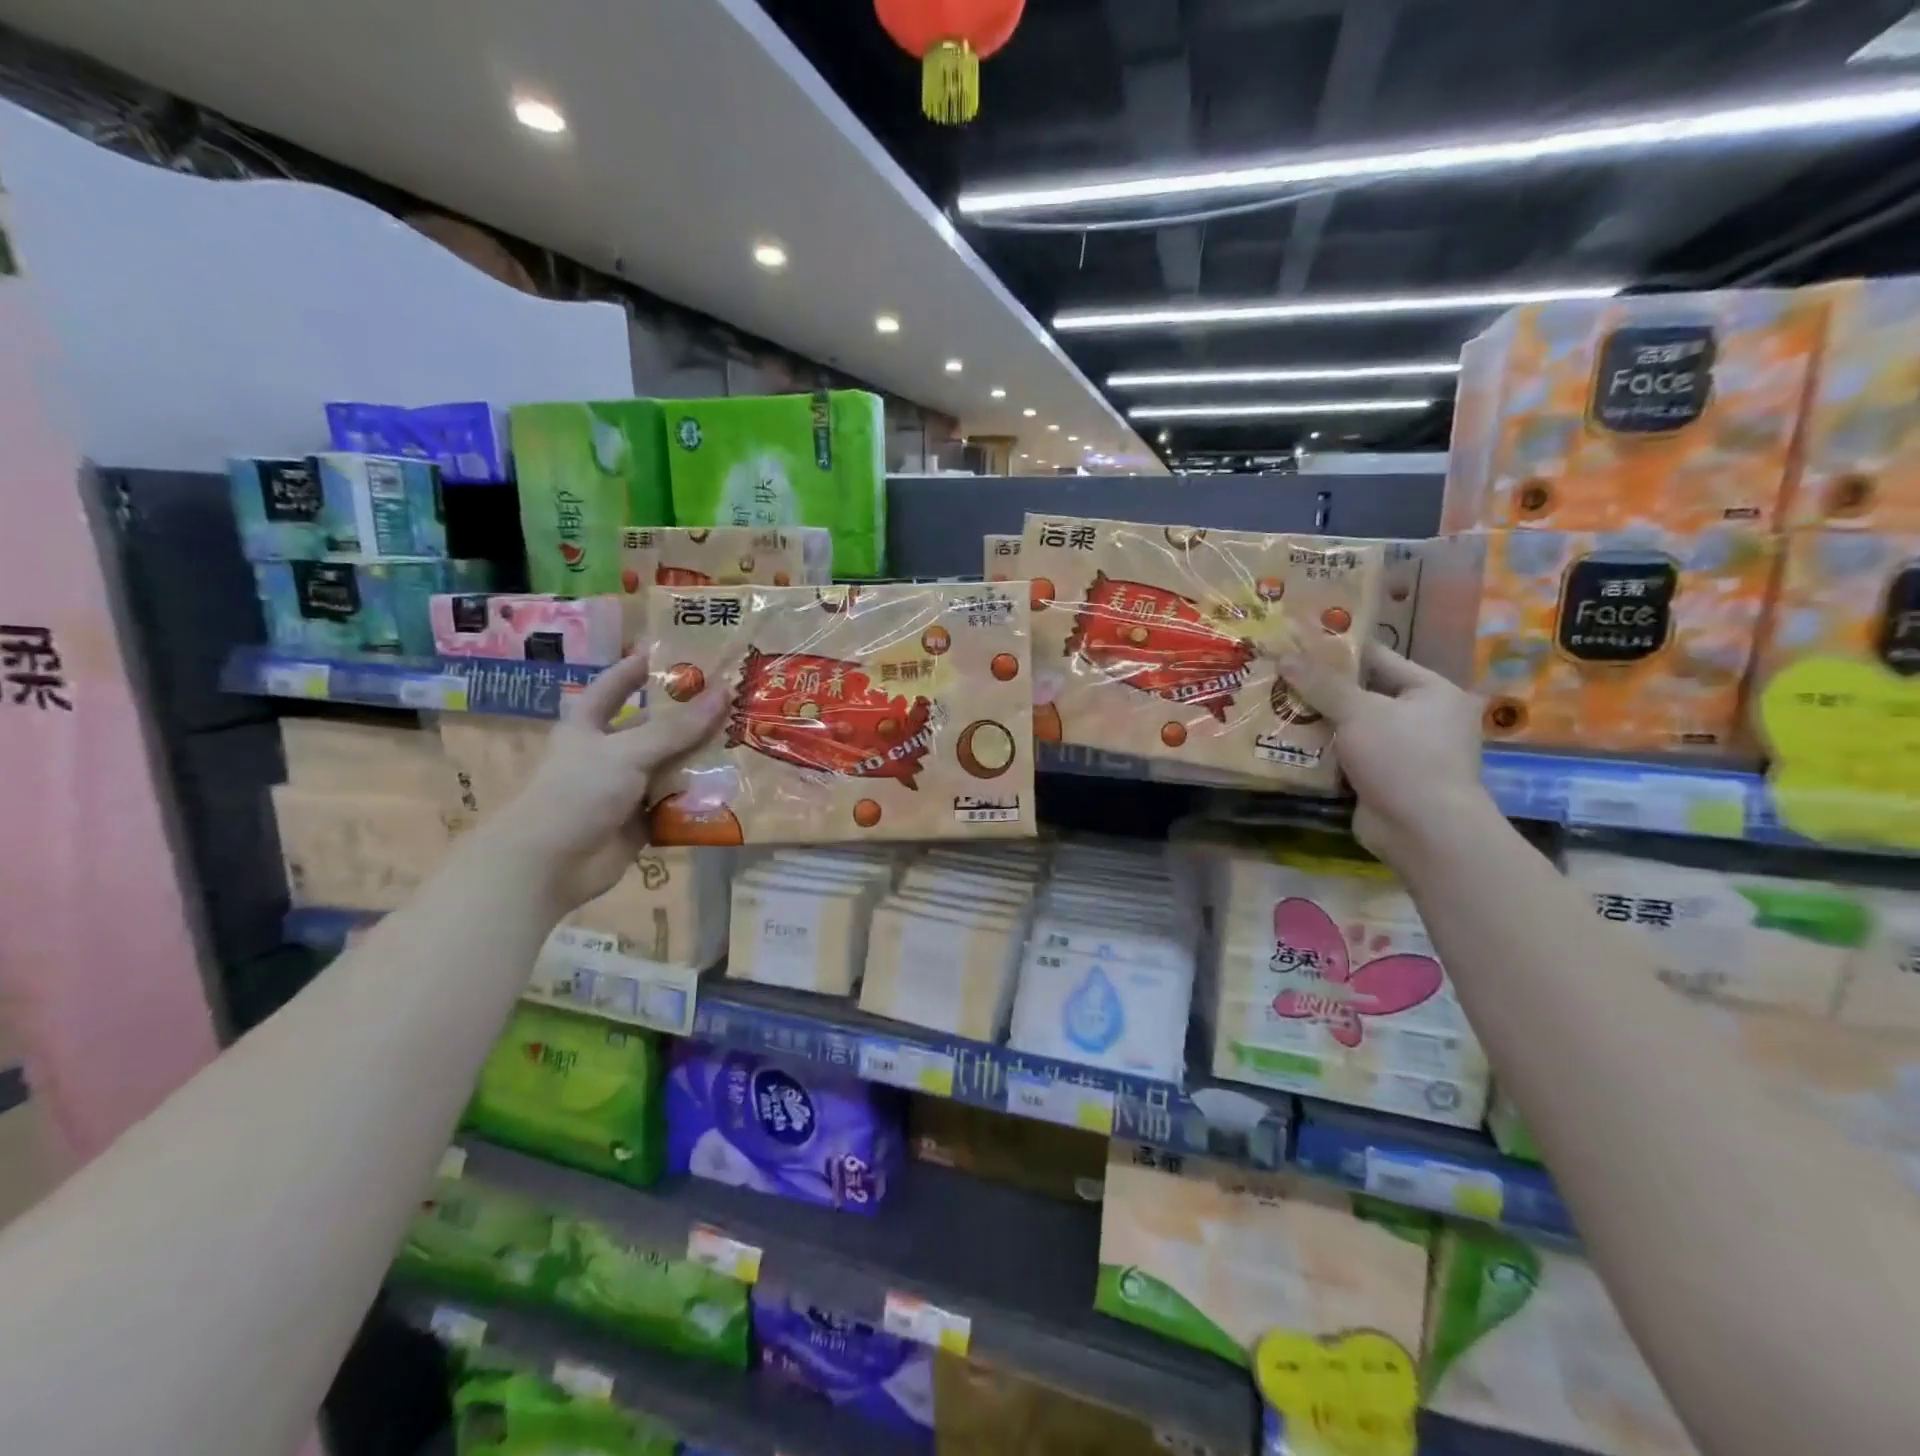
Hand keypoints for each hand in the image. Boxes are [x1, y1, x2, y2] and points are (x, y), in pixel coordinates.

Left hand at [480, 654, 725, 911]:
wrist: (550, 865)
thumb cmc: (577, 793)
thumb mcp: (627, 751)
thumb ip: (676, 728)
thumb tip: (724, 693)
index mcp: (589, 727)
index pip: (612, 687)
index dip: (635, 669)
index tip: (668, 654)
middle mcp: (608, 754)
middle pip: (653, 729)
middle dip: (688, 718)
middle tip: (733, 701)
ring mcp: (625, 790)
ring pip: (670, 767)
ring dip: (700, 759)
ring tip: (744, 742)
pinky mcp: (641, 821)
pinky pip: (676, 804)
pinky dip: (699, 798)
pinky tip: (733, 787)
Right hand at [1276, 635, 1494, 868]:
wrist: (1424, 831)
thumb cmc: (1402, 758)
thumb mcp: (1359, 712)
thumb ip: (1321, 684)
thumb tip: (1284, 656)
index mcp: (1432, 691)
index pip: (1379, 658)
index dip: (1338, 650)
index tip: (1298, 643)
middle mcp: (1423, 718)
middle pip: (1362, 694)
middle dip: (1320, 689)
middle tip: (1278, 676)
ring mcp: (1403, 752)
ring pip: (1350, 727)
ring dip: (1316, 721)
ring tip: (1272, 706)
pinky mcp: (1383, 780)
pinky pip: (1346, 757)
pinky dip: (1320, 752)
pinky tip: (1284, 743)